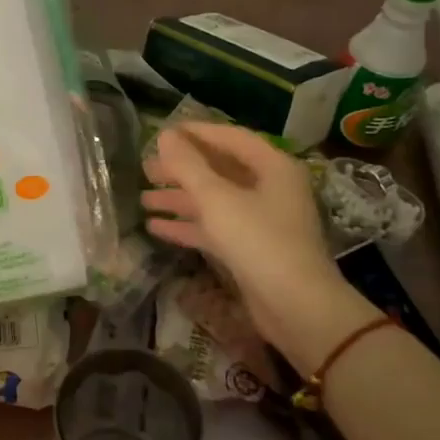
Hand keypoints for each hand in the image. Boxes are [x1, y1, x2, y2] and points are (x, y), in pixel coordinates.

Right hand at [141, 122, 381, 372]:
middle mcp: (270, 189)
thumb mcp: (217, 198)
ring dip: (180, 199)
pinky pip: (215, 228)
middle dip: (182, 169)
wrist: (296, 307)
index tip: (162, 133)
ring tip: (142, 198)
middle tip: (145, 168)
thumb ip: (188, 165)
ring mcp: (262, 220)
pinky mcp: (251, 249)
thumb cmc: (259, 240)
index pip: (230, 138)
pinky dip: (188, 226)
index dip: (196, 132)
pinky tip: (155, 227)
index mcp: (272, 167)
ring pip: (214, 201)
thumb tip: (165, 135)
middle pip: (220, 170)